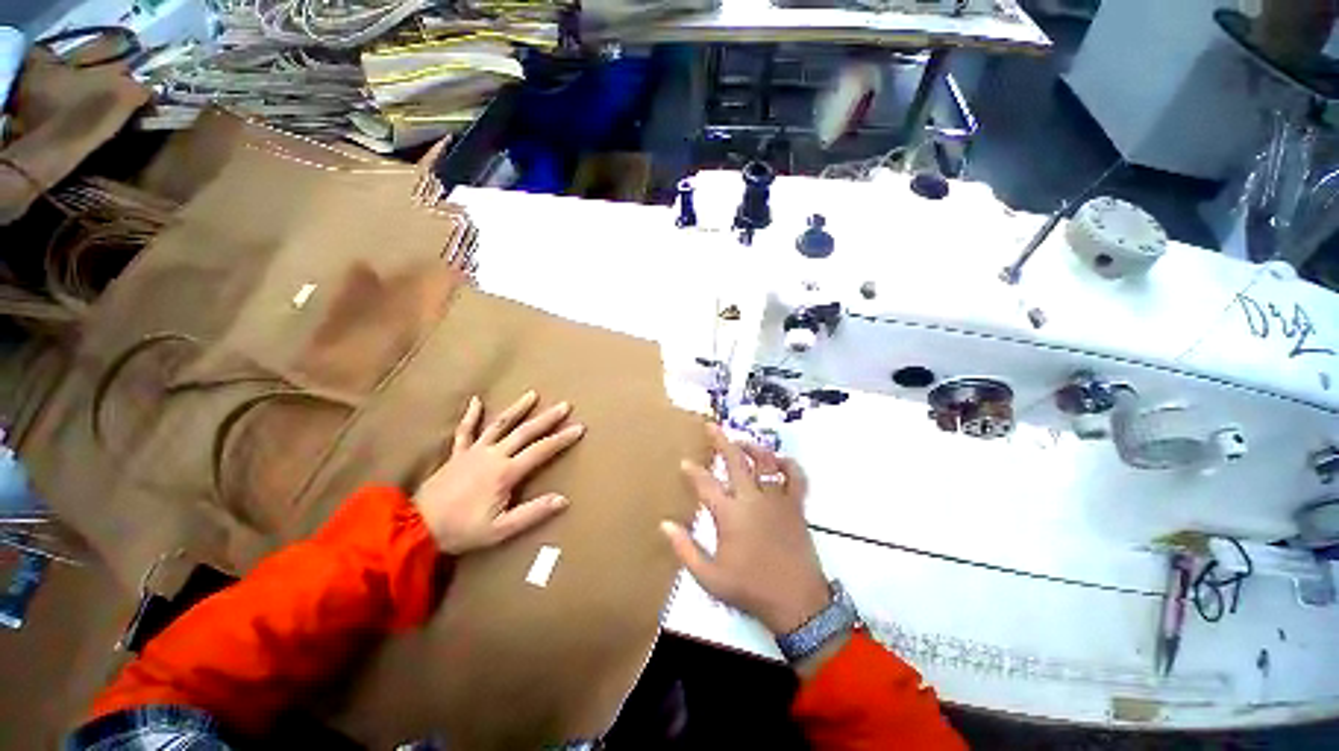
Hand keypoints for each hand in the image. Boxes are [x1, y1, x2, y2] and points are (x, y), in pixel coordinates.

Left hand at [413, 391, 583, 554]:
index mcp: (506, 472)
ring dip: (517, 409)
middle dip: (547, 418)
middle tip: (564, 405)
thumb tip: (563, 499)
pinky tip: (476, 401)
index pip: (541, 450)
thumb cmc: (462, 530)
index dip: (562, 439)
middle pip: (525, 432)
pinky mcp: (457, 454)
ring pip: (500, 425)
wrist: (415, 529)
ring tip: (532, 394)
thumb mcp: (501, 529)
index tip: (579, 428)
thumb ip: (533, 512)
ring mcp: (474, 452)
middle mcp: (493, 455)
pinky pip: (465, 431)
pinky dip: (471, 416)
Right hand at [661, 424, 829, 634]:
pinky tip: (778, 461)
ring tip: (740, 441)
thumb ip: (685, 549)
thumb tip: (665, 525)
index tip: (685, 462)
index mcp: (730, 514)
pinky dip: (788, 464)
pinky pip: (795, 476)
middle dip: (721, 441)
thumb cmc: (750, 588)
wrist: (797, 603)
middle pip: (735, 460)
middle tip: (711, 426)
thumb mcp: (710, 577)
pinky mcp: (796, 505)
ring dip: (752, 447)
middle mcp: (752, 498)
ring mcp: (776, 499)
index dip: (693, 471)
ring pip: (765, 461)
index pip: (705, 483)